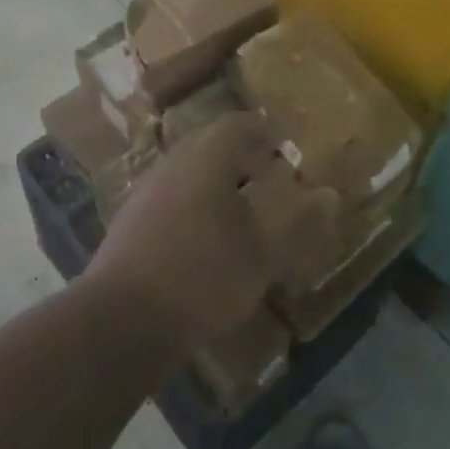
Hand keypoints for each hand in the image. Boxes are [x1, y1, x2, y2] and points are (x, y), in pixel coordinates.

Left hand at [84, 111, 333, 353]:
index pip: (237, 125)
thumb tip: (330, 197)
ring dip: (214, 180)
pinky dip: (193, 204)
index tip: (283, 142)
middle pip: (208, 145)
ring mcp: (145, 195)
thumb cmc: (202, 278)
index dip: (263, 130)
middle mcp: (172, 167)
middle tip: (266, 170)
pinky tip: (204, 237)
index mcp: (206, 161)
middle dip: (239, 154)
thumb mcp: (262, 258)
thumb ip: (299, 227)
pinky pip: (170, 198)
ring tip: (240, 206)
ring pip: (186, 172)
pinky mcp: (128, 225)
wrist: (119, 323)